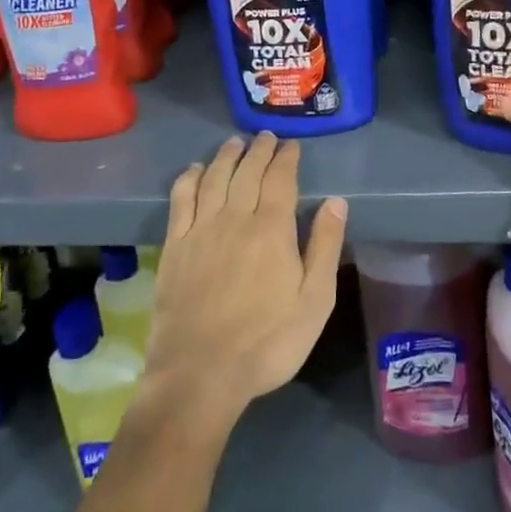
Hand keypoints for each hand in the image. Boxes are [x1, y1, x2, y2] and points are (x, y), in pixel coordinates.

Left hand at [145, 133, 347, 422]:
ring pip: (214, 178)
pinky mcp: (174, 246)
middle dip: (259, 150)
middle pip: (247, 171)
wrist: (199, 374)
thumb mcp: (314, 301)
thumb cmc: (267, 342)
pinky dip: (189, 178)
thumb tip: (336, 202)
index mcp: (271, 228)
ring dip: (226, 156)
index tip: (291, 145)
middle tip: (266, 137)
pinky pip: (181, 199)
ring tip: (235, 143)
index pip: (280, 178)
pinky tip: (195, 169)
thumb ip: (325, 247)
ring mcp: (200, 230)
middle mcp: (234, 217)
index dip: (286, 158)